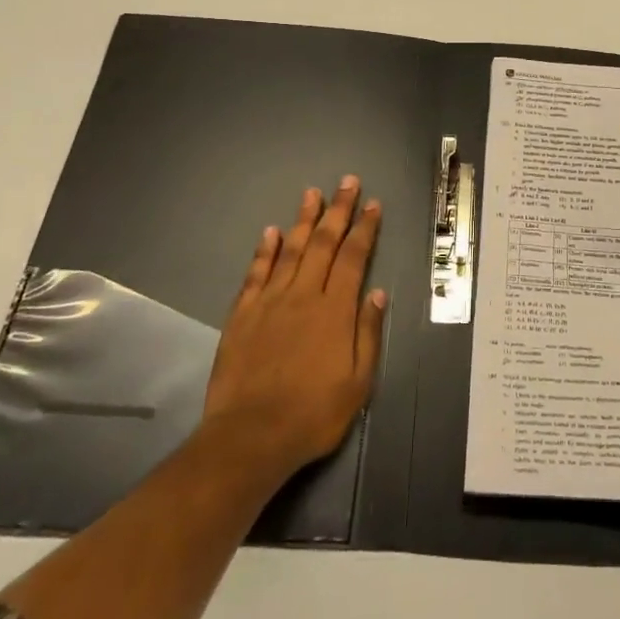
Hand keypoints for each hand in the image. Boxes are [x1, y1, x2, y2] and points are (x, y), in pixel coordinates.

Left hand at [201, 177, 388, 487]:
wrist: (250, 436)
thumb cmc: (313, 414)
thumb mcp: (357, 382)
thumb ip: (367, 333)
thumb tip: (376, 293)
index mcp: (335, 310)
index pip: (353, 258)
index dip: (364, 229)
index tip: (373, 205)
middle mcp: (303, 295)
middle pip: (324, 243)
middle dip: (338, 210)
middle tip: (347, 182)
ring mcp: (270, 302)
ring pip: (291, 250)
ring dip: (303, 219)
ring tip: (312, 193)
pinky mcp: (243, 314)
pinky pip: (256, 273)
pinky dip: (265, 250)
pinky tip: (271, 232)